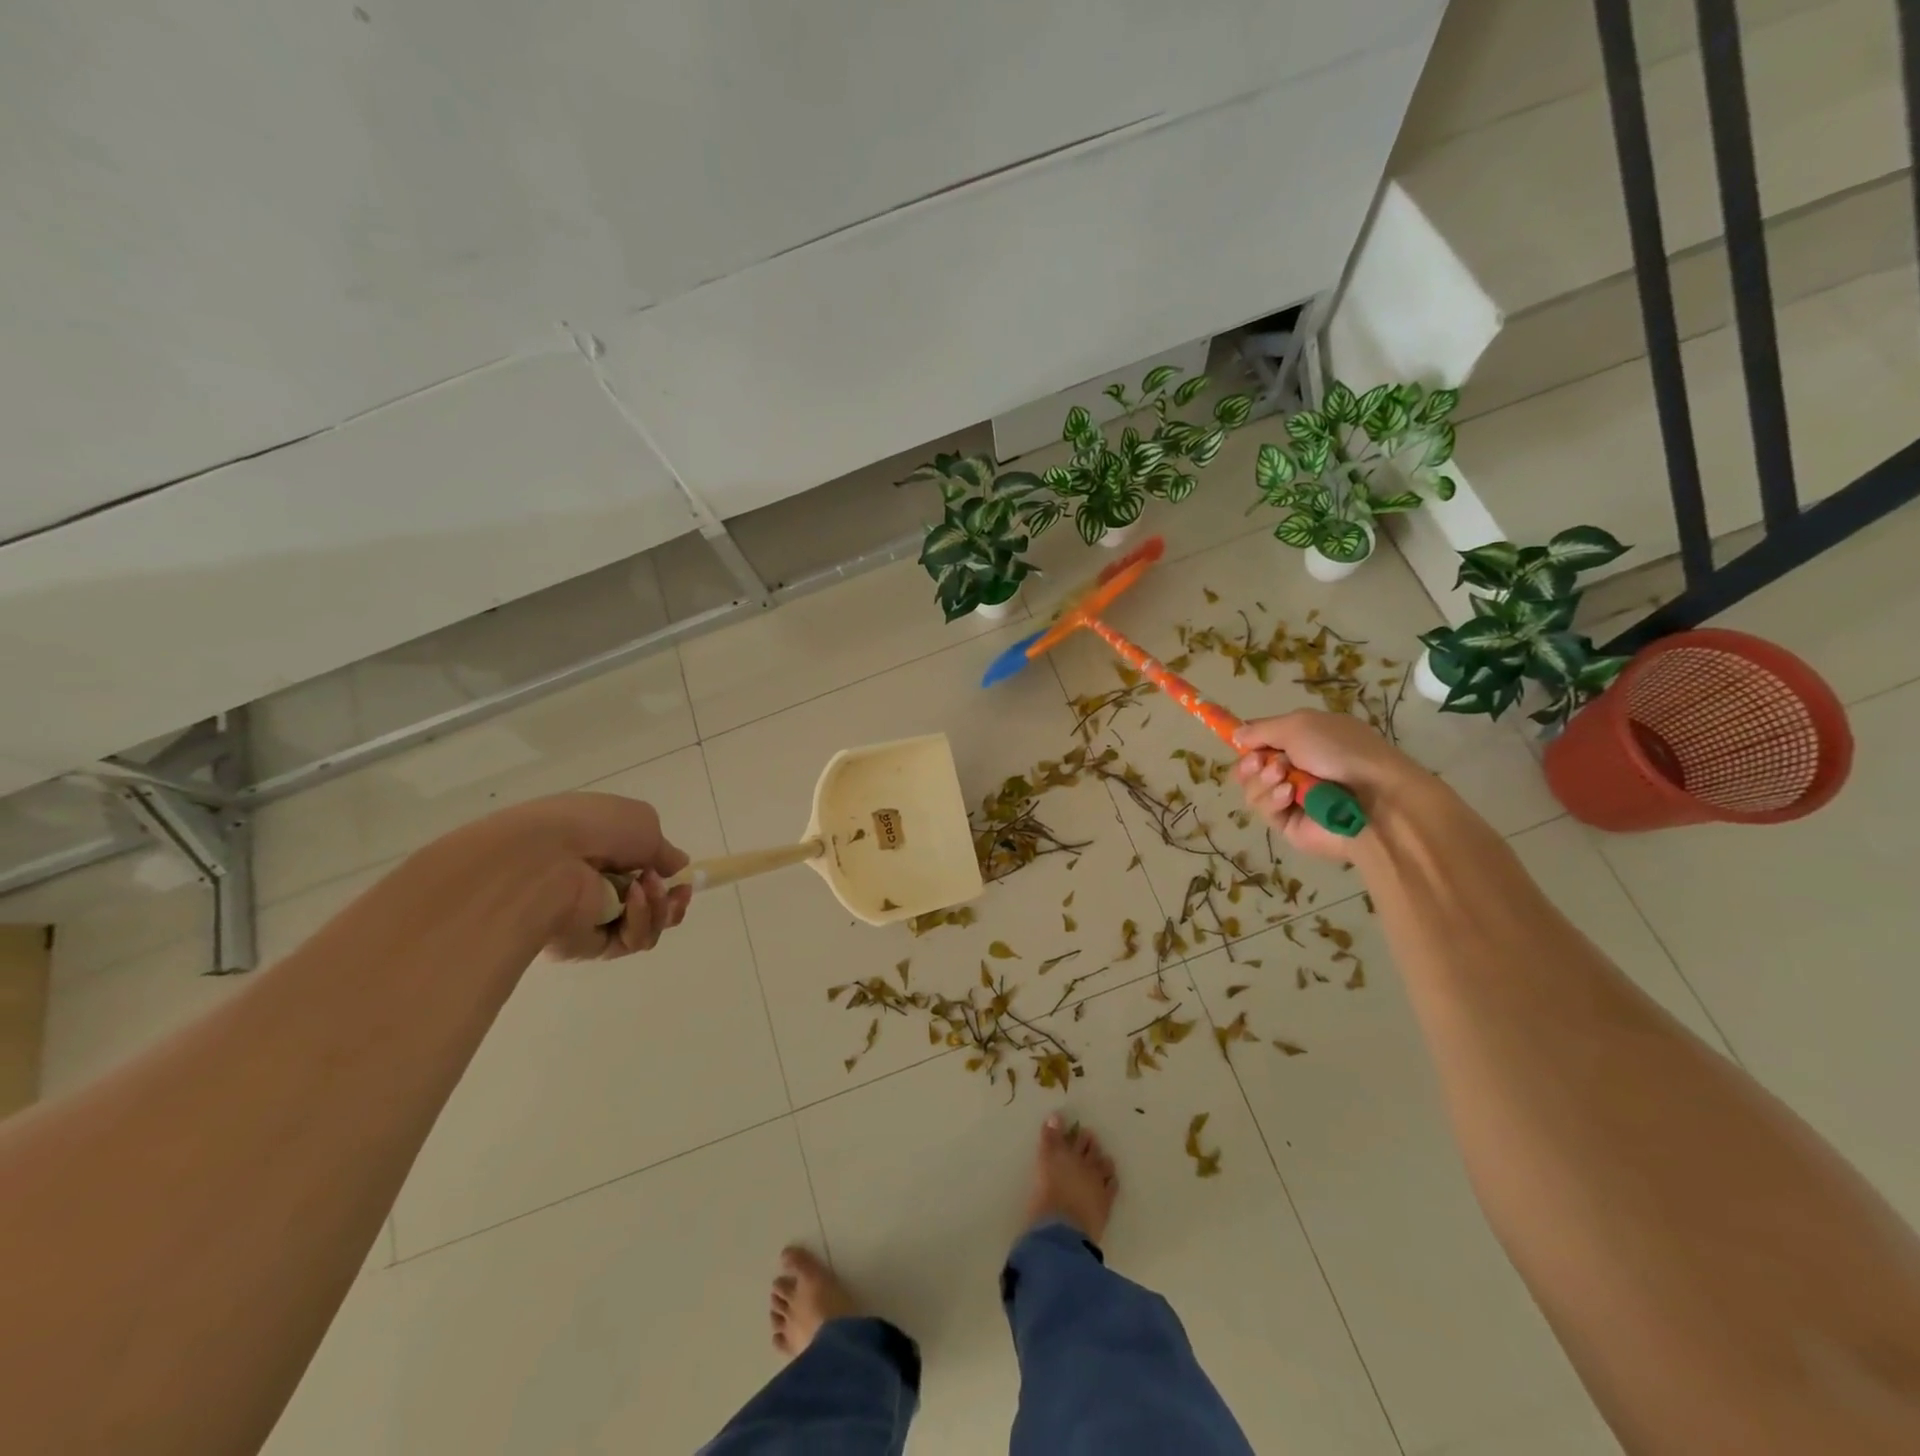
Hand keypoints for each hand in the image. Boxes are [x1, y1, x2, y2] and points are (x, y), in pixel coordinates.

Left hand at [474, 793, 692, 959]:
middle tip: (679, 891)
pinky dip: (640, 919)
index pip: (639, 870)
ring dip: (660, 907)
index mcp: (601, 850)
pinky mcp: (588, 946)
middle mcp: (595, 884)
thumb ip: (664, 849)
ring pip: (646, 925)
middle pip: (649, 904)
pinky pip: (630, 941)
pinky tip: (633, 899)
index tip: (682, 876)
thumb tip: (676, 866)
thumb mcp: (644, 822)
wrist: (545, 860)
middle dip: (671, 899)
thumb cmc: (594, 828)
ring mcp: (592, 917)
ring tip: (651, 888)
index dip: (667, 874)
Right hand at [1232, 710, 1419, 860]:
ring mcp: (1292, 797)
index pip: (1263, 740)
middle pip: (1250, 767)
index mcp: (1304, 740)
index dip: (1247, 740)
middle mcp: (1296, 768)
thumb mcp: (1299, 725)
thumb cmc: (1341, 752)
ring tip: (1284, 778)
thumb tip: (1236, 736)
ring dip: (1262, 780)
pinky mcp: (1289, 824)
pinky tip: (1289, 796)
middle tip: (1261, 762)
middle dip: (1250, 763)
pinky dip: (1272, 799)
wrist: (1374, 799)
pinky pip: (1264, 810)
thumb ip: (1261, 729)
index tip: (1235, 740)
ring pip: (1253, 788)